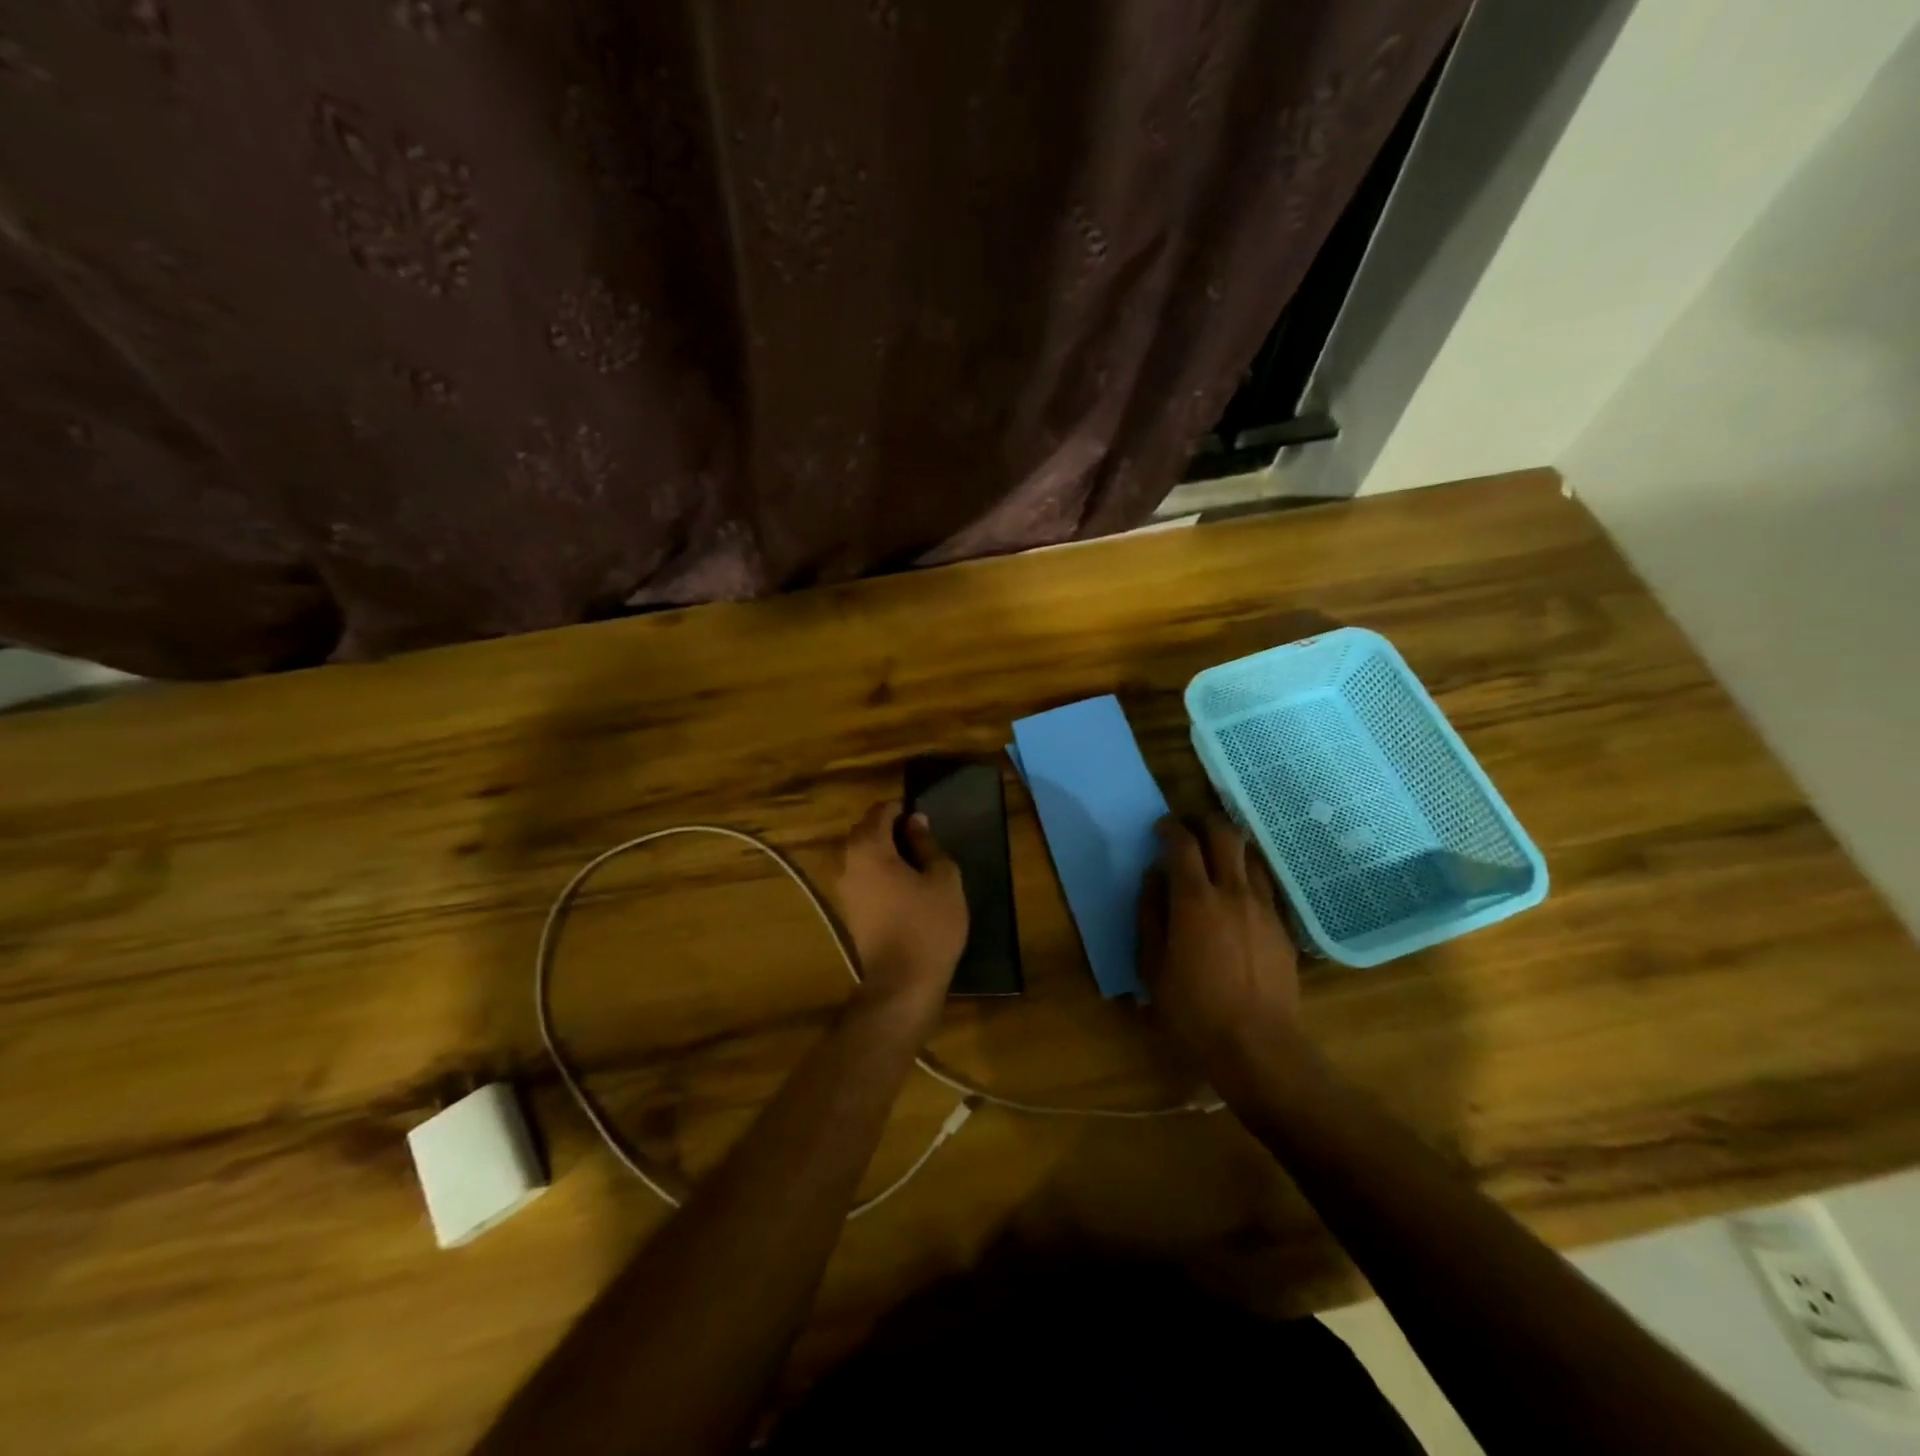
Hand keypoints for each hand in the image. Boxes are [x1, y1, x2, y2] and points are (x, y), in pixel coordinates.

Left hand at [834, 801, 967, 1033]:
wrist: (902, 981)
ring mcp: (844, 887)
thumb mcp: (943, 878)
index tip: (922, 815)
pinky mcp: (848, 908)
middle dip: (888, 825)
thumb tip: (916, 822)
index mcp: (869, 848)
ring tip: (913, 858)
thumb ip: (927, 845)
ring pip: (860, 853)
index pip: (880, 811)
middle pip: (864, 830)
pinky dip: (877, 868)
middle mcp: (848, 862)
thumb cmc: (928, 924)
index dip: (901, 808)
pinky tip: (902, 880)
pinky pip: (861, 874)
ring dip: (882, 848)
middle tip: (920, 835)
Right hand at [1138, 815, 1301, 1077]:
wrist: (1258, 1046)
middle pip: (1224, 835)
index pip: (1182, 843)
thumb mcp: (1152, 966)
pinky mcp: (1283, 927)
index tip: (1160, 827)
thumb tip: (1153, 879)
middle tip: (1189, 828)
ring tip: (1216, 857)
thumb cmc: (1193, 1009)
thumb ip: (1150, 915)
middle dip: (1204, 822)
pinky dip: (1248, 876)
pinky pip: (1265, 885)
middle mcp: (1233, 892)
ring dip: (1230, 847)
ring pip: (1250, 856)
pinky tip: (1238, 894)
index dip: (1169, 827)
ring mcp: (1264, 908)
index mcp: (1195, 900)